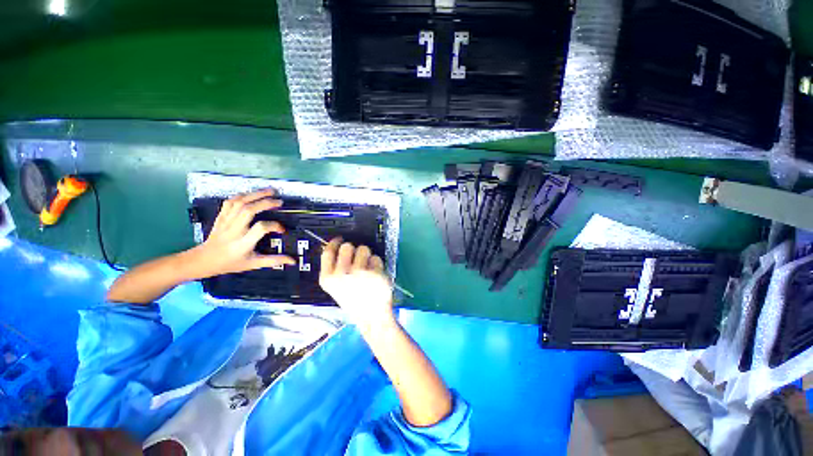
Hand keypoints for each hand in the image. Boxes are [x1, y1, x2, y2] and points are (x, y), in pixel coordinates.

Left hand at [192, 189, 295, 276]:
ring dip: (256, 195)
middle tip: (279, 202)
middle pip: (248, 210)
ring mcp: (225, 222)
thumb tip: (293, 261)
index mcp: (242, 243)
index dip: (274, 226)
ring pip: (239, 203)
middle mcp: (234, 230)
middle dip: (265, 203)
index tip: (282, 230)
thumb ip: (273, 261)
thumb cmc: (231, 263)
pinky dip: (243, 195)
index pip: (260, 228)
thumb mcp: (253, 264)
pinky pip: (230, 202)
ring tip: (270, 192)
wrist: (203, 260)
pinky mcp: (221, 216)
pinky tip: (253, 194)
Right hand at [319, 238, 393, 327]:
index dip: (334, 242)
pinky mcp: (373, 272)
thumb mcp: (336, 288)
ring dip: (367, 256)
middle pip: (346, 246)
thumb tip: (338, 247)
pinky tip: (376, 276)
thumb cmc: (354, 301)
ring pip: (363, 248)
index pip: (328, 251)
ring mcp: (357, 272)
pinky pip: (376, 258)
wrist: (371, 317)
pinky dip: (377, 264)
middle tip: (358, 260)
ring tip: (367, 270)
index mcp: (327, 278)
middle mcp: (340, 274)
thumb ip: (335, 269)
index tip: (339, 239)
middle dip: (353, 250)